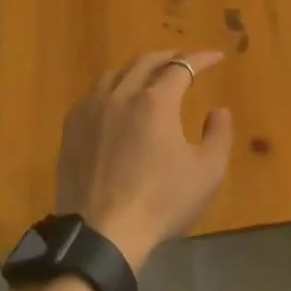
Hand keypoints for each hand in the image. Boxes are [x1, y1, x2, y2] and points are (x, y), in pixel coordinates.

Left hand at [56, 50, 234, 271]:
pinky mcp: (72, 129)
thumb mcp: (207, 173)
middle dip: (169, 57)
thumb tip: (218, 111)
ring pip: (116, 73)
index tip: (216, 58)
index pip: (181, 67)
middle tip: (185, 60)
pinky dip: (113, 87)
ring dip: (138, 68)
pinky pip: (94, 94)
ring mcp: (91, 109)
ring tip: (150, 75)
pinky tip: (116, 100)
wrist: (102, 234)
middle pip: (146, 62)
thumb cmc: (161, 202)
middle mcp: (121, 95)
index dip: (201, 59)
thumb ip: (219, 136)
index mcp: (155, 101)